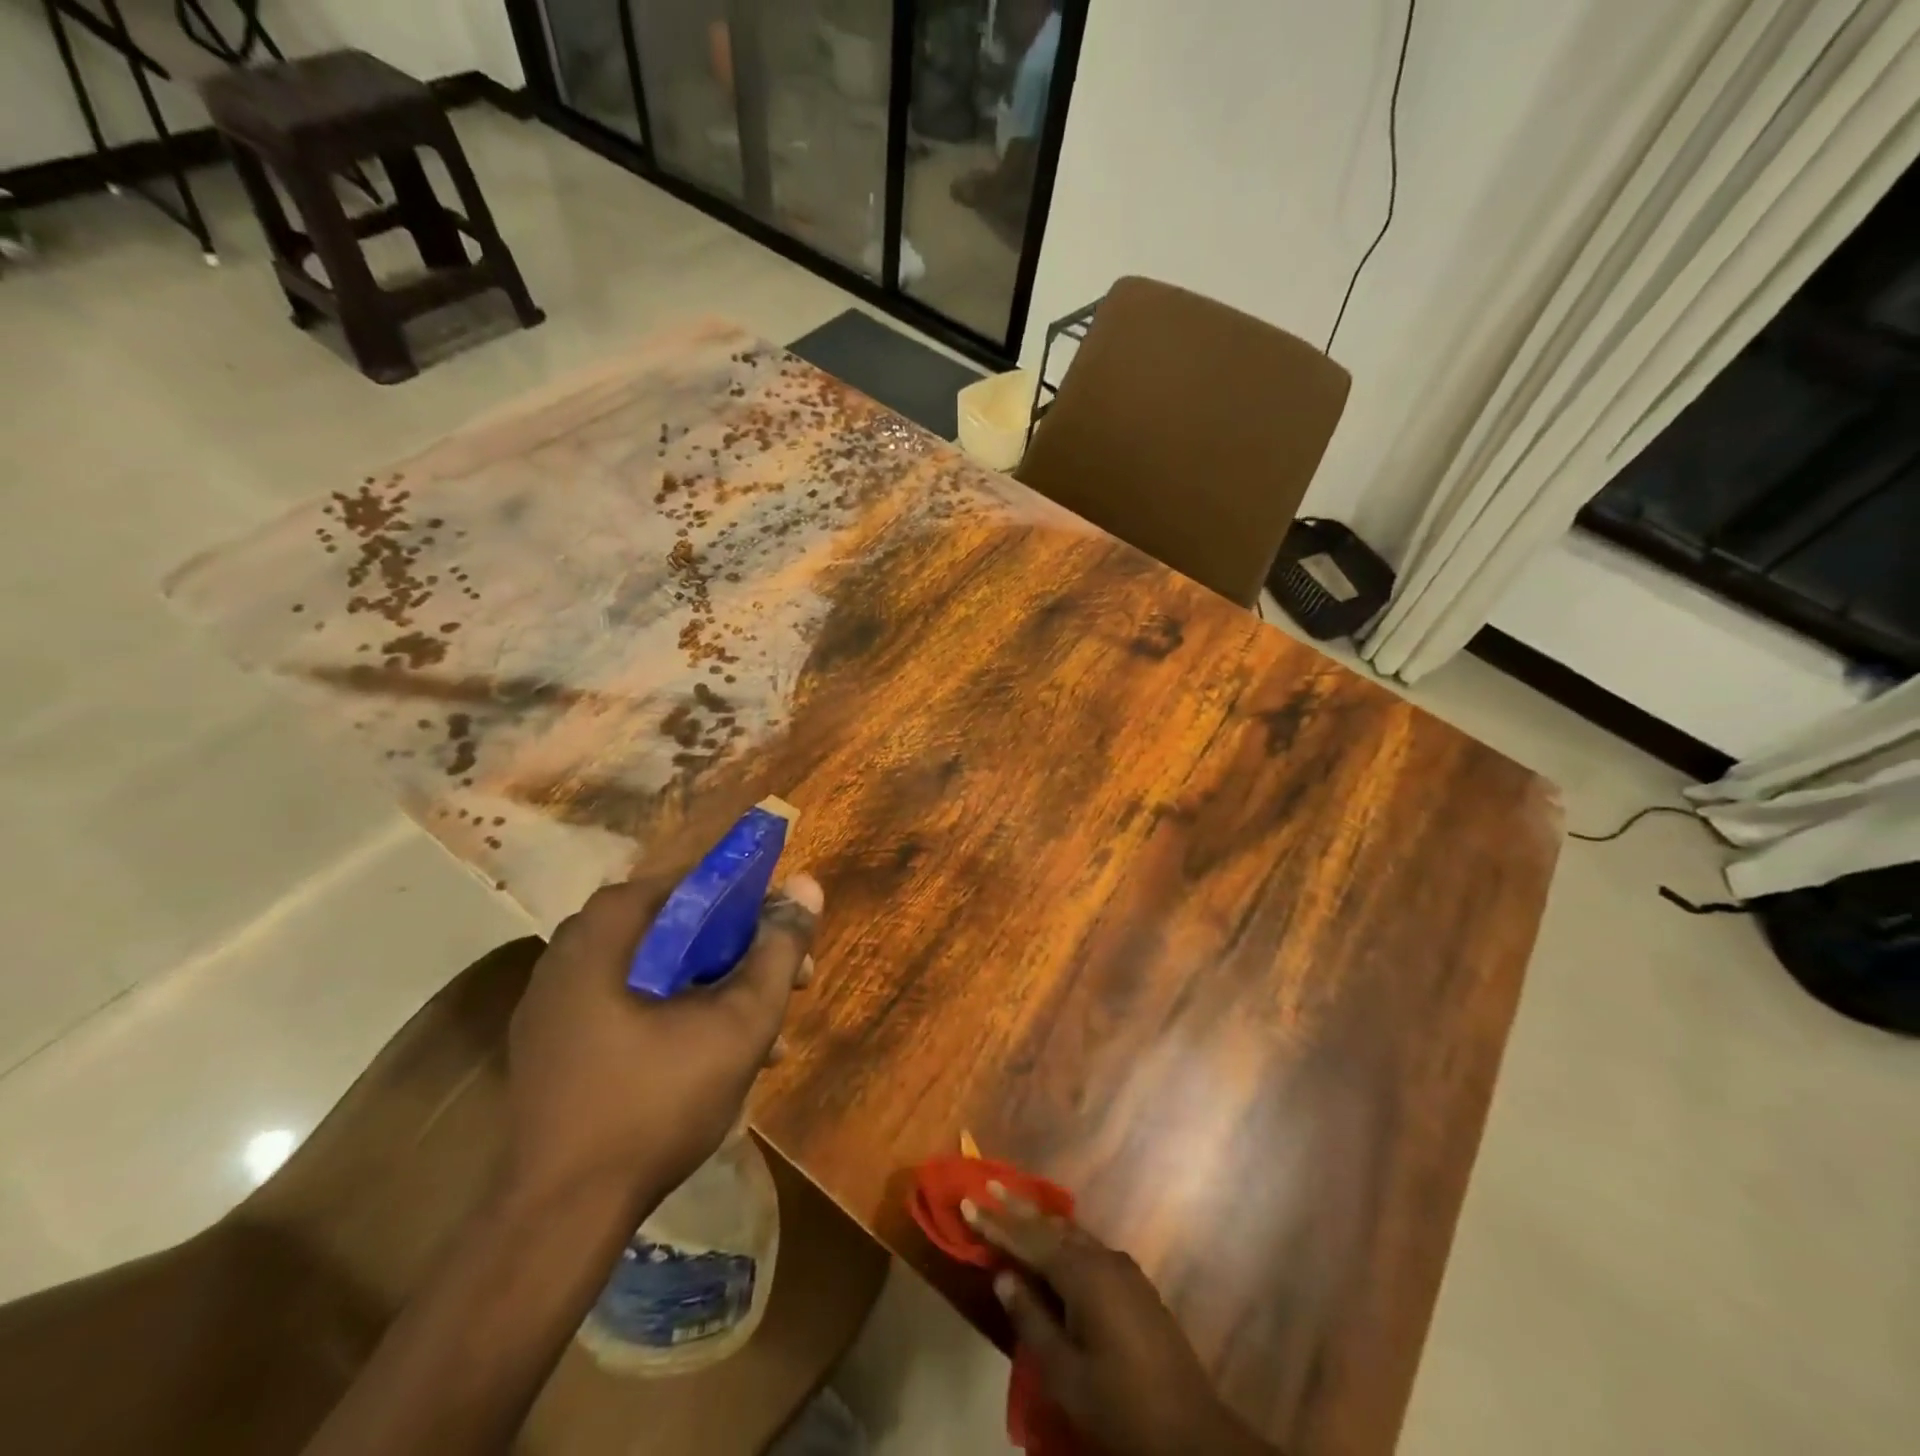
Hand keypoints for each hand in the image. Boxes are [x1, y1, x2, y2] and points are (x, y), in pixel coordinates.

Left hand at [502, 869, 821, 1214]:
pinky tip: (716, 1058)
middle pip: (677, 926)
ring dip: (716, 988)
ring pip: (657, 969)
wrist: (557, 1219)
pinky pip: (629, 1003)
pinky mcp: (552, 1043)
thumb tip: (807, 885)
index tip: (789, 934)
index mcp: (606, 931)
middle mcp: (572, 949)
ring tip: (767, 1034)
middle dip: (742, 952)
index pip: (693, 882)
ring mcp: (555, 999)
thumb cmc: (655, 1104)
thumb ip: (777, 950)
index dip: (753, 901)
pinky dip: (677, 1014)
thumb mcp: (738, 1023)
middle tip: (789, 983)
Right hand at [968, 1194, 1275, 1455]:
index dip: (996, 1224)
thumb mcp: (1066, 1374)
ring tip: (1014, 1204)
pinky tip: (1055, 1242)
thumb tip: (1005, 1277)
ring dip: (1041, 1221)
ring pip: (1073, 1234)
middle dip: (1018, 1208)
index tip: (968, 1200)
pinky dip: (1064, 1239)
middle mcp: (1104, 1259)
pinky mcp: (1135, 1286)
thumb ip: (1032, 1320)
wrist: (1194, 1435)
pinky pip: (1089, 1248)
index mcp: (1084, 1275)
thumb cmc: (1121, 1407)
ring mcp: (1124, 1270)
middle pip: (1052, 1226)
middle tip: (989, 1183)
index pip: (1029, 1241)